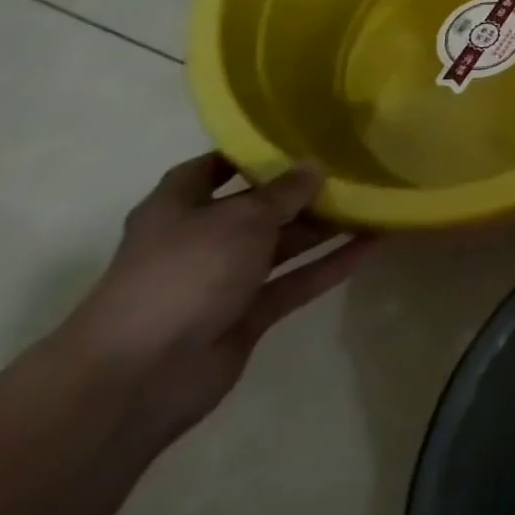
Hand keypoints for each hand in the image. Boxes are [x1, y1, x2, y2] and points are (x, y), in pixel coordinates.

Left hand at [60, 153, 371, 443]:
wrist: (139, 378)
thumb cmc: (183, 275)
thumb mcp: (241, 218)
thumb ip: (284, 192)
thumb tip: (315, 166)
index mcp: (178, 209)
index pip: (211, 169)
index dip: (247, 154)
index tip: (296, 137)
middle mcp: (199, 241)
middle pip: (257, 208)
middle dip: (302, 191)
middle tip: (355, 166)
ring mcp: (223, 282)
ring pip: (282, 245)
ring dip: (325, 226)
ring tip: (375, 200)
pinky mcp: (246, 316)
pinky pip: (296, 282)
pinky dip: (330, 264)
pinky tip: (373, 243)